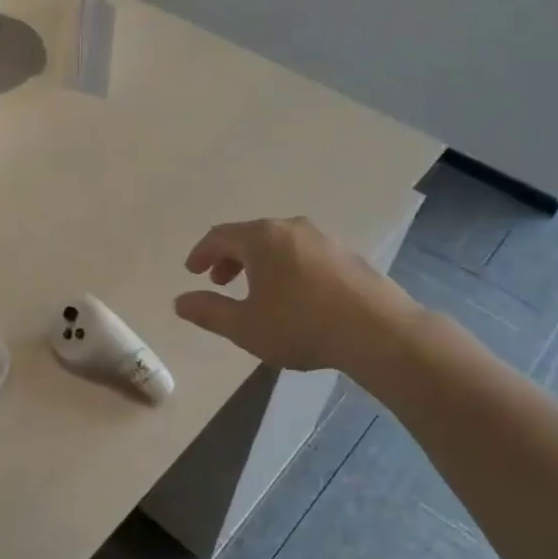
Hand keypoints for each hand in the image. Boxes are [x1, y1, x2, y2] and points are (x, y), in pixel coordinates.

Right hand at [174, 216, 417, 372]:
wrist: (378, 331)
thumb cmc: (301, 325)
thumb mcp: (245, 326)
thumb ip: (208, 311)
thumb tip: (180, 301)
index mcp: (262, 238)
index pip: (219, 236)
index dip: (201, 253)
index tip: (192, 271)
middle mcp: (291, 227)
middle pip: (250, 235)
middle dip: (229, 257)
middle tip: (219, 282)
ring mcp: (323, 238)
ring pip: (279, 242)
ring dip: (258, 262)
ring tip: (255, 290)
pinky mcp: (346, 253)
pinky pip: (303, 252)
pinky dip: (285, 265)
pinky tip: (292, 293)